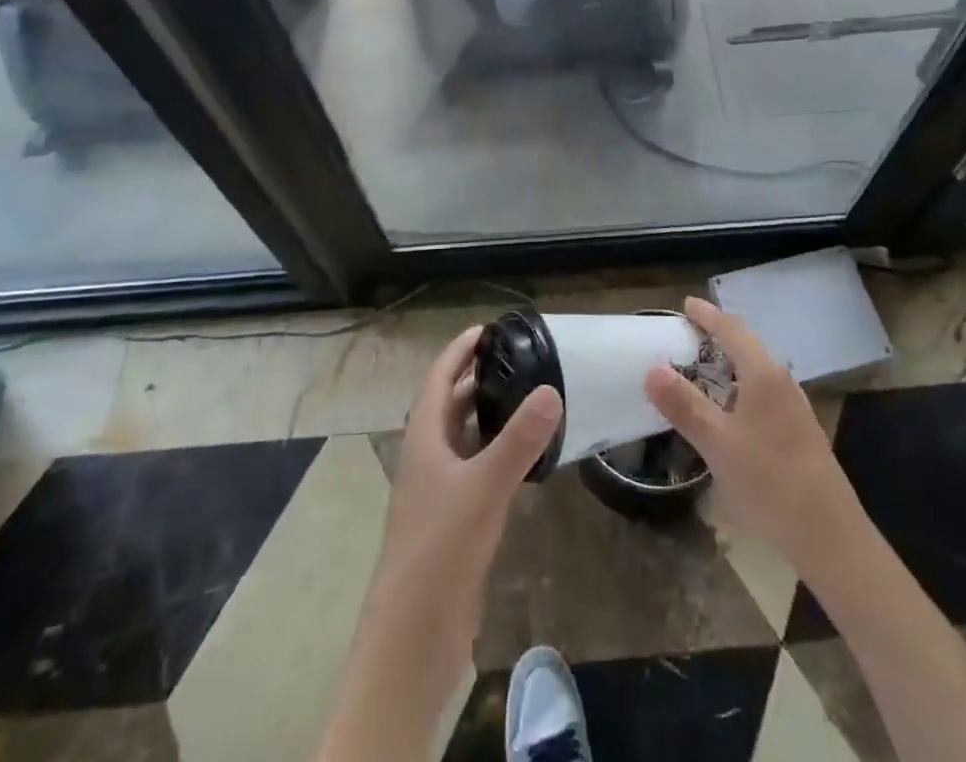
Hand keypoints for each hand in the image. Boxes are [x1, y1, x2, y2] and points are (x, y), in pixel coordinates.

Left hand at [362, 326, 561, 701]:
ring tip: (527, 396)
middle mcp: (428, 458)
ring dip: (488, 415)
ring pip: (464, 438)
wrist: (413, 634)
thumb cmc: (440, 548)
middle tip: (519, 358)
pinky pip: (476, 469)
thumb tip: (551, 389)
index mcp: (424, 439)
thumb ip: (518, 440)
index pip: (438, 379)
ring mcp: (439, 492)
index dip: (458, 351)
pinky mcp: (454, 521)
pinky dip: (497, 452)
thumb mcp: (483, 487)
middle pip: (450, 405)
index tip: (488, 329)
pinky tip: (525, 456)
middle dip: (477, 378)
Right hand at [644, 296, 862, 573]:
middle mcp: (782, 382)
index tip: (685, 305)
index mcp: (764, 375)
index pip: (733, 330)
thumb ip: (684, 405)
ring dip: (730, 364)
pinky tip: (729, 413)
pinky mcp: (799, 433)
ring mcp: (794, 409)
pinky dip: (740, 389)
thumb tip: (652, 368)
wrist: (830, 536)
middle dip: (718, 336)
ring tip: (702, 371)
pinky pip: (763, 394)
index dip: (708, 315)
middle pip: (748, 346)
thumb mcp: (718, 444)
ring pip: (757, 372)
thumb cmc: (770, 482)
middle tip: (687, 336)